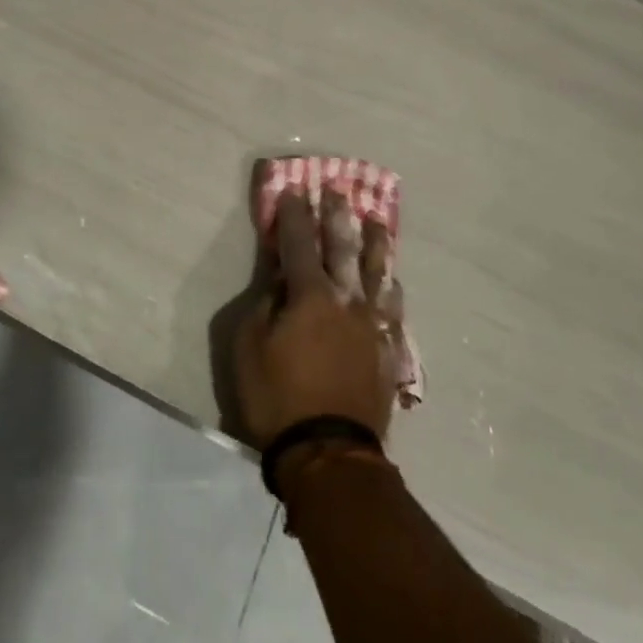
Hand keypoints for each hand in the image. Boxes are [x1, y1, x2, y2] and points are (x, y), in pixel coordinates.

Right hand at [234, 187, 402, 449]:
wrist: (329, 452)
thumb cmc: (277, 397)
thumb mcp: (249, 346)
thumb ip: (267, 303)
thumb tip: (282, 278)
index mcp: (310, 295)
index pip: (298, 243)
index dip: (294, 215)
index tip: (294, 190)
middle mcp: (346, 300)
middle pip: (343, 247)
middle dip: (337, 216)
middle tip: (338, 190)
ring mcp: (372, 324)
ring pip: (377, 272)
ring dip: (375, 243)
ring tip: (377, 221)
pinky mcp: (387, 349)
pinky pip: (393, 308)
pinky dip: (391, 287)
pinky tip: (393, 279)